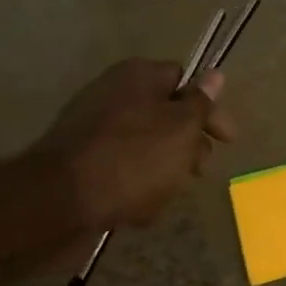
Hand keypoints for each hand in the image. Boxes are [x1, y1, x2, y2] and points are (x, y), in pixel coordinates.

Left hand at [37, 59, 234, 232]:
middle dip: (188, 144)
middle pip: (166, 115)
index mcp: (138, 76)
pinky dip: (136, 187)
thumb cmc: (133, 158)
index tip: (226, 139)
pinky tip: (140, 209)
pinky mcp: (81, 163)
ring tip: (167, 195)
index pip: (184, 79)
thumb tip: (215, 75)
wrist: (60, 202)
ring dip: (164, 170)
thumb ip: (200, 102)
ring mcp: (94, 129)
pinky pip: (121, 170)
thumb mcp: (180, 128)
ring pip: (146, 146)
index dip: (209, 107)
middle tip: (199, 170)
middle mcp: (114, 95)